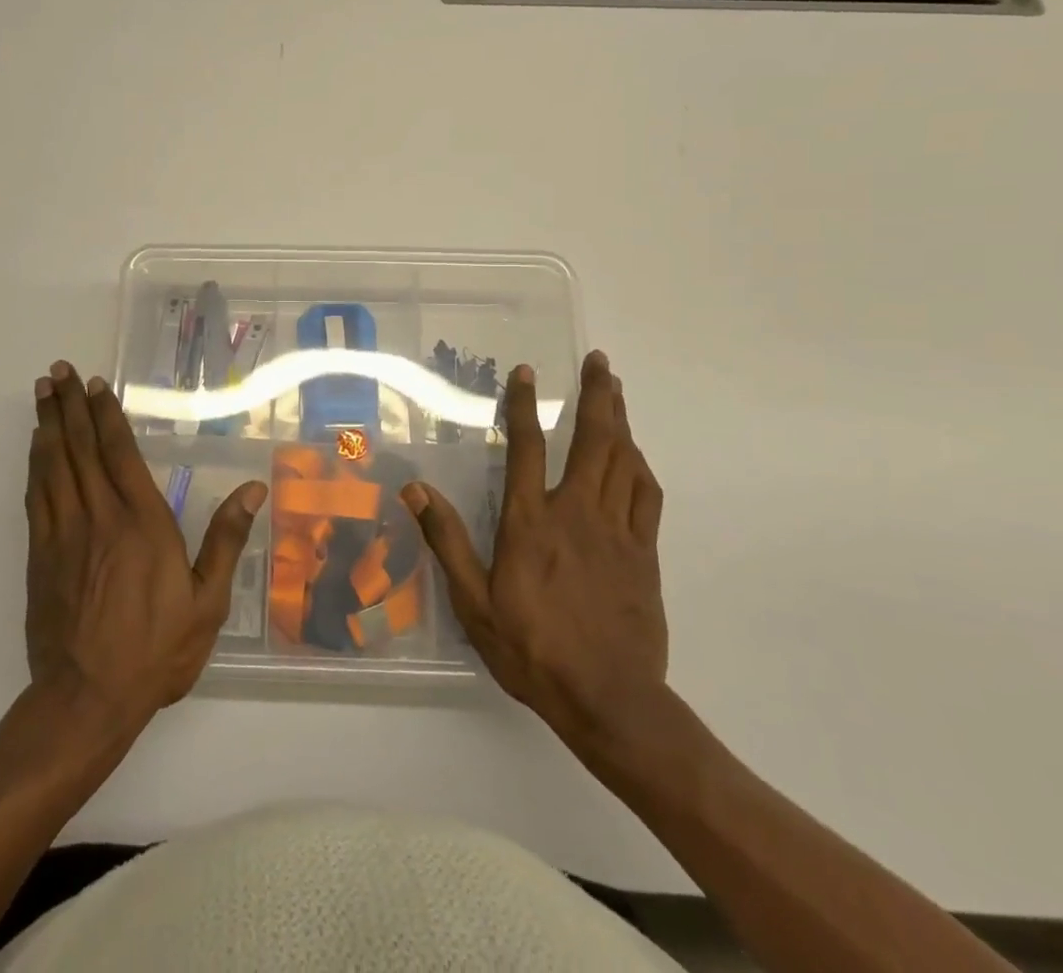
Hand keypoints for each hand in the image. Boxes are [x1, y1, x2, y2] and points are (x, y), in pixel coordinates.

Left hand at [25, 362, 265, 727]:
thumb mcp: (207, 601)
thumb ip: (226, 540)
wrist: (87, 698)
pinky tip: (35, 448)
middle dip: (69, 406)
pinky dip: (35, 464)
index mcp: (142, 522)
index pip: (120, 453)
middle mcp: (99, 516)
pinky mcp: (41, 555)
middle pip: (80, 448)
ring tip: (43, 392)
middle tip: (58, 371)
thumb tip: (253, 489)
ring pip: (53, 465)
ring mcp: (64, 534)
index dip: (106, 416)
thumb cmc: (156, 649)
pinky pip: (36, 496)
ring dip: (48, 425)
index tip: (96, 386)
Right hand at [402, 351, 667, 754]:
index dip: (524, 406)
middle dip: (597, 396)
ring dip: (620, 421)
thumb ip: (446, 540)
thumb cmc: (532, 650)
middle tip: (600, 362)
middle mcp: (576, 514)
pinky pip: (647, 496)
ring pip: (623, 461)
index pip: (527, 448)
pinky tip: (635, 455)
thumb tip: (415, 489)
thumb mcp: (473, 602)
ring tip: (617, 391)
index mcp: (531, 522)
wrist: (609, 700)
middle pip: (593, 441)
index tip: (528, 373)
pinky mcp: (644, 554)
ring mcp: (616, 532)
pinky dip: (640, 467)